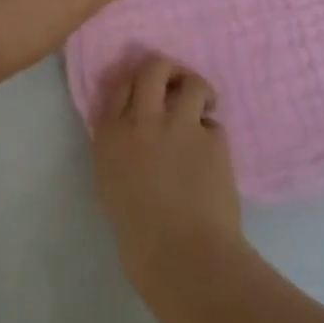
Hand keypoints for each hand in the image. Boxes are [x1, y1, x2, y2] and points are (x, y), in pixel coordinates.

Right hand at [92, 53, 244, 294]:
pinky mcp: (212, 138)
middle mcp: (142, 120)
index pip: (120, 84)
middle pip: (154, 67)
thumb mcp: (111, 183)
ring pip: (192, 83)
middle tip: (178, 85)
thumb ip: (120, 148)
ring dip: (199, 92)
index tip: (148, 93)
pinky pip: (213, 124)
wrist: (182, 255)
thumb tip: (136, 132)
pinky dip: (212, 135)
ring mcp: (179, 126)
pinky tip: (212, 158)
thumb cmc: (138, 234)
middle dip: (169, 69)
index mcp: (110, 135)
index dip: (136, 83)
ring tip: (204, 109)